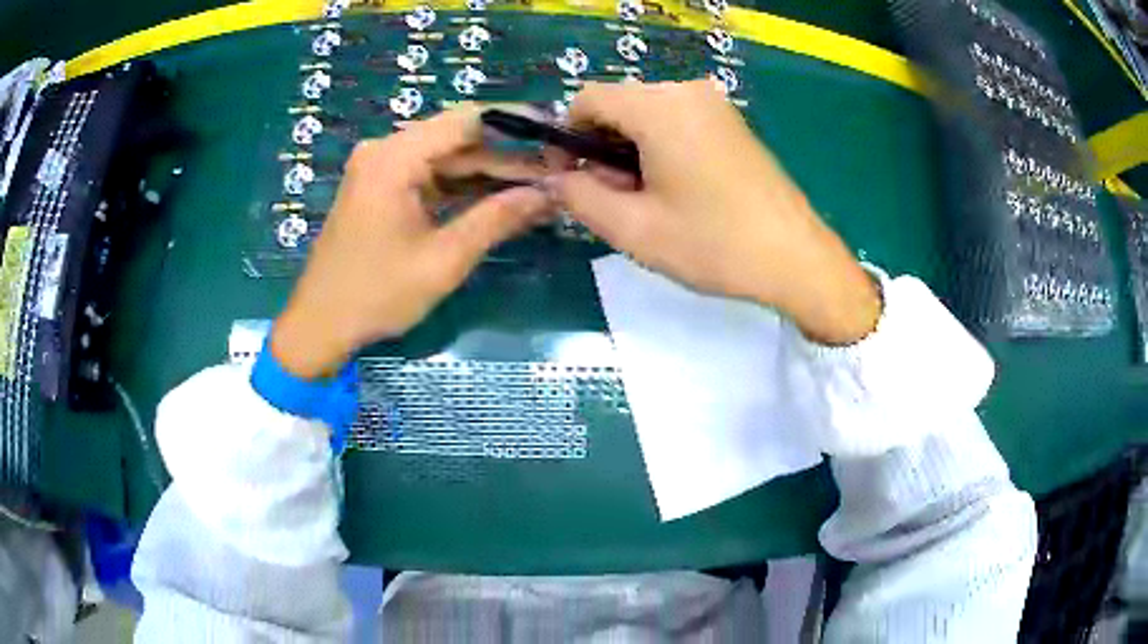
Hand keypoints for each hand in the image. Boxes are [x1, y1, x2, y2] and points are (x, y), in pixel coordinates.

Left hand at [272, 107, 548, 377]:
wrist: (320, 324)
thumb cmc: (376, 295)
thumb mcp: (442, 260)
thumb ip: (496, 220)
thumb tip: (548, 195)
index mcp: (394, 158)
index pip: (467, 120)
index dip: (517, 122)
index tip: (557, 130)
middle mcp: (386, 151)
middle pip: (458, 139)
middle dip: (508, 155)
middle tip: (557, 170)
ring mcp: (381, 168)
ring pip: (447, 158)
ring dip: (489, 173)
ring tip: (540, 185)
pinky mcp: (381, 187)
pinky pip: (431, 176)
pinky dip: (463, 187)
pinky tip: (500, 197)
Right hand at [548, 81, 880, 344]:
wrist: (796, 258)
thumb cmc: (714, 244)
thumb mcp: (634, 229)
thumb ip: (579, 197)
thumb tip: (555, 179)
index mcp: (660, 107)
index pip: (587, 99)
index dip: (565, 137)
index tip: (571, 179)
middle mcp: (686, 90)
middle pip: (618, 105)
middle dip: (601, 147)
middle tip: (615, 199)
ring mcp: (714, 104)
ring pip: (646, 114)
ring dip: (630, 150)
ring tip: (647, 201)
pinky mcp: (731, 121)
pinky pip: (676, 121)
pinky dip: (659, 147)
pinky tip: (676, 189)